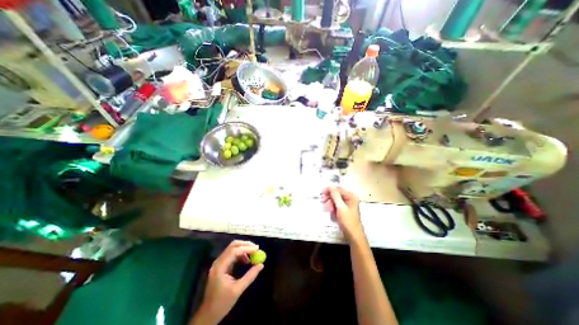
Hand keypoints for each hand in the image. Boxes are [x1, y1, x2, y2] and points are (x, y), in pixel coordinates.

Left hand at [192, 240, 263, 323]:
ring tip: (253, 255)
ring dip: (244, 249)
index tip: (257, 249)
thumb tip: (261, 265)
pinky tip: (246, 260)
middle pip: (233, 246)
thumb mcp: (238, 290)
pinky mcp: (221, 265)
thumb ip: (250, 276)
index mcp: (220, 267)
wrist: (208, 314)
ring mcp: (219, 262)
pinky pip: (232, 254)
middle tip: (256, 248)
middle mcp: (218, 262)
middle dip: (245, 245)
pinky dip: (241, 254)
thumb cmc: (222, 303)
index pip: (234, 251)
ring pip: (233, 248)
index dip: (246, 248)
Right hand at [321, 187, 359, 241]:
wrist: (353, 236)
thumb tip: (330, 185)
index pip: (339, 189)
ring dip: (331, 206)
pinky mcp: (344, 211)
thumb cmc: (348, 221)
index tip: (322, 192)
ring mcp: (347, 205)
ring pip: (335, 201)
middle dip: (330, 199)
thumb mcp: (340, 207)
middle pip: (336, 195)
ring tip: (331, 212)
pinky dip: (333, 210)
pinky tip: (334, 215)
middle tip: (323, 202)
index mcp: (351, 197)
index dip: (330, 190)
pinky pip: (336, 207)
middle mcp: (349, 199)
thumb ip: (335, 196)